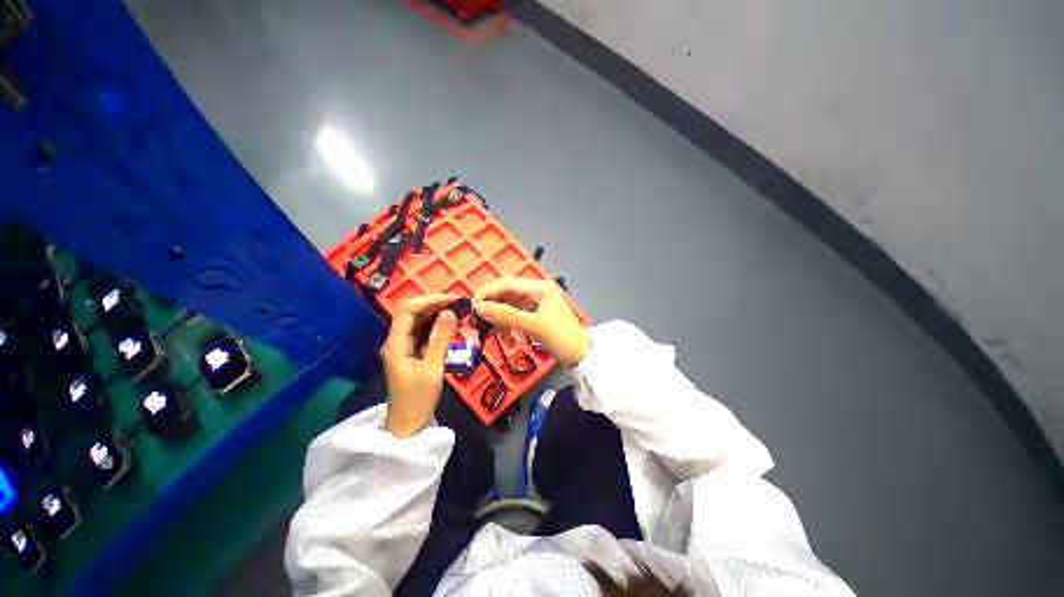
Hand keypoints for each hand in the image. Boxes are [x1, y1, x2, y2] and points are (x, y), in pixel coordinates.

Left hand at [382, 294, 459, 437]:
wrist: (407, 427)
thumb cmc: (418, 400)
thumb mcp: (432, 369)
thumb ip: (440, 339)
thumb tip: (450, 312)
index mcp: (396, 343)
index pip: (408, 310)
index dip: (430, 300)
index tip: (453, 300)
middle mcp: (396, 341)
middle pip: (411, 312)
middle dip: (434, 304)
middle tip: (459, 304)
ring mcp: (402, 347)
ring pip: (417, 321)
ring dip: (436, 313)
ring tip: (458, 311)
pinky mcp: (410, 353)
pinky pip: (422, 332)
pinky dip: (436, 325)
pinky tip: (450, 326)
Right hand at [472, 277, 588, 367]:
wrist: (582, 356)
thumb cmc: (562, 338)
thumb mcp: (534, 326)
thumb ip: (507, 315)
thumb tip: (480, 307)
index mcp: (538, 288)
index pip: (506, 283)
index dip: (487, 294)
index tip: (472, 309)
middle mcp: (535, 291)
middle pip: (505, 294)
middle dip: (491, 308)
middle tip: (477, 324)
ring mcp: (534, 304)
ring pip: (508, 306)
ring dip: (500, 321)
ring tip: (500, 338)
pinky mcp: (534, 316)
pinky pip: (514, 316)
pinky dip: (508, 326)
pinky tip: (509, 340)